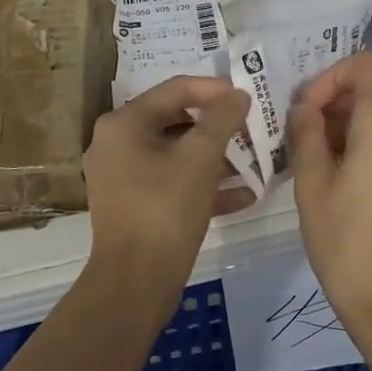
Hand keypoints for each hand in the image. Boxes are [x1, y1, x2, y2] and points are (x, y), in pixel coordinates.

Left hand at [85, 76, 253, 286]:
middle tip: (253, 128)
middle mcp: (116, 143)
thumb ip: (221, 120)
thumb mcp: (199, 159)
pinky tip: (244, 196)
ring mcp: (122, 176)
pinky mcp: (134, 205)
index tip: (248, 96)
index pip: (175, 89)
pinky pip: (172, 183)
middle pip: (175, 121)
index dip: (215, 89)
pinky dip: (203, 185)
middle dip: (218, 127)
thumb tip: (237, 95)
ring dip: (216, 157)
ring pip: (176, 155)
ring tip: (255, 161)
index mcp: (123, 124)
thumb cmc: (165, 210)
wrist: (135, 281)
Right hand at [289, 52, 371, 350]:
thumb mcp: (312, 186)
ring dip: (355, 136)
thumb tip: (304, 110)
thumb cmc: (348, 244)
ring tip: (328, 176)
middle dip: (336, 111)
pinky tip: (359, 195)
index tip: (307, 112)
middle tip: (305, 147)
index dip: (331, 77)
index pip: (366, 64)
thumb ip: (306, 135)